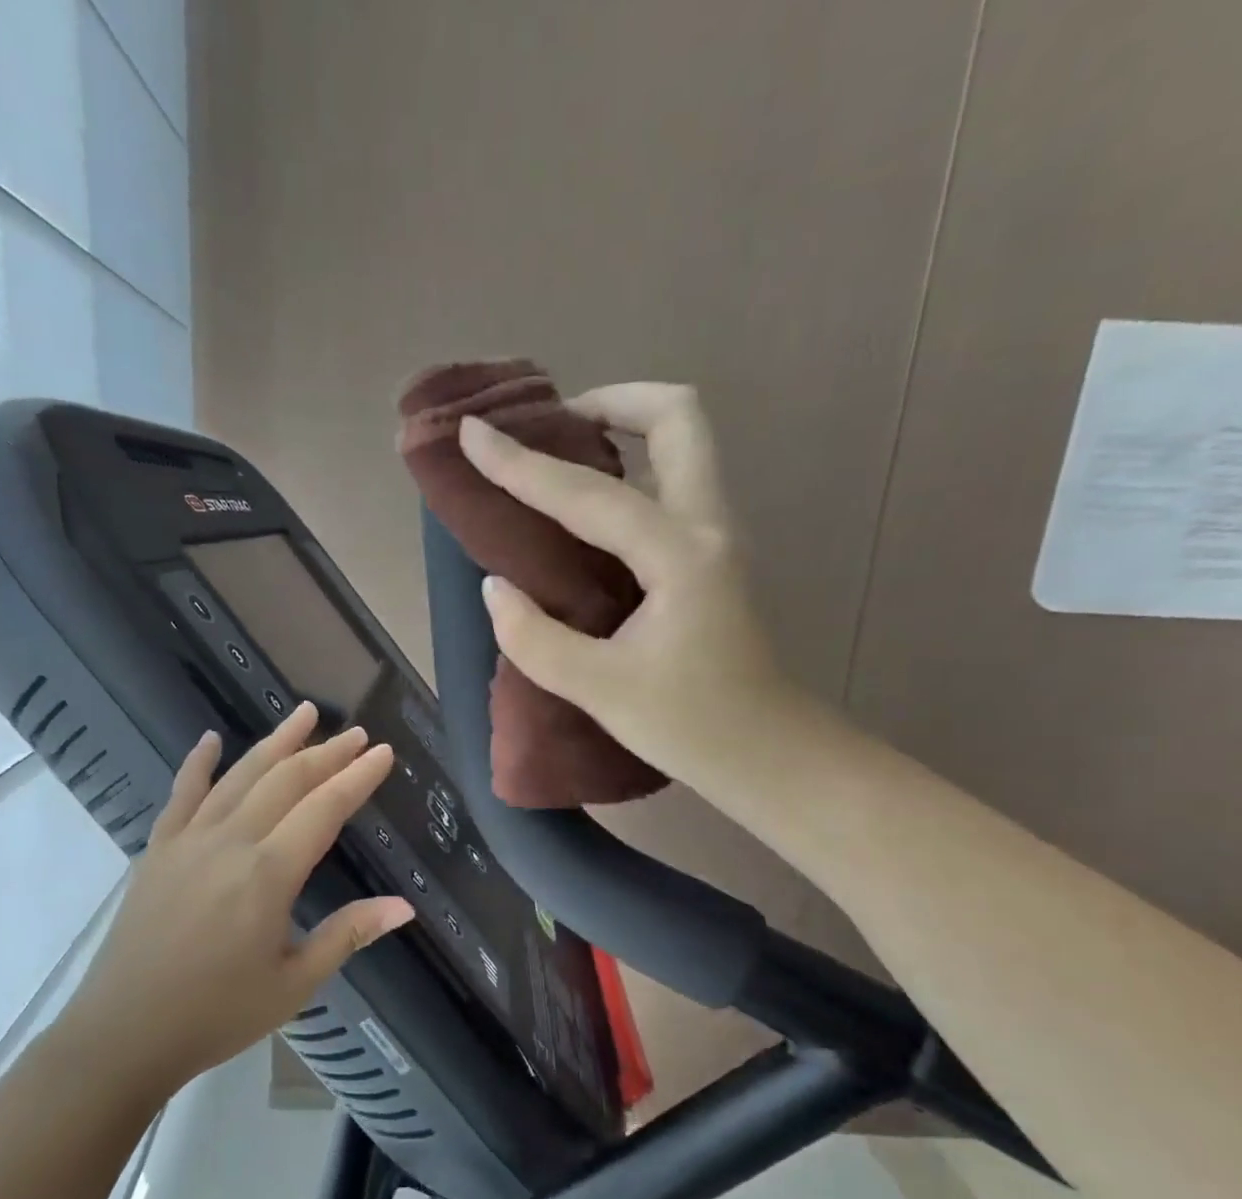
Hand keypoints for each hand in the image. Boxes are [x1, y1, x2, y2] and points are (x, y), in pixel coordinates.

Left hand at [73, 702, 413, 1092]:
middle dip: (326, 753)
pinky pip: (182, 794)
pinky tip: (210, 739)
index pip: (324, 809)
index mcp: (268, 874)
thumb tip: (403, 907)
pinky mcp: (158, 849)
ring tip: (303, 713)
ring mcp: (189, 840)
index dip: (357, 777)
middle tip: (356, 734)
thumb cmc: (217, 1015)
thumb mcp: (294, 983)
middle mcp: (230, 842)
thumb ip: (348, 935)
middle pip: (286, 781)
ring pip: (240, 776)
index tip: (383, 751)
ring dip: (275, 742)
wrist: (124, 1033)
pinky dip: (198, 763)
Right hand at [458, 383, 801, 801]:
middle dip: (611, 402)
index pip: (588, 494)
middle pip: (677, 417)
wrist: (767, 753)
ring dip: (625, 429)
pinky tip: (587, 510)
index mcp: (679, 555)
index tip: (473, 431)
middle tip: (554, 426)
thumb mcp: (599, 689)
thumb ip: (534, 637)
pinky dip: (632, 469)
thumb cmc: (690, 726)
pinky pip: (673, 482)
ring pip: (683, 443)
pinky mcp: (713, 556)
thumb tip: (495, 588)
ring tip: (563, 456)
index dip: (522, 463)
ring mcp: (718, 536)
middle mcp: (707, 526)